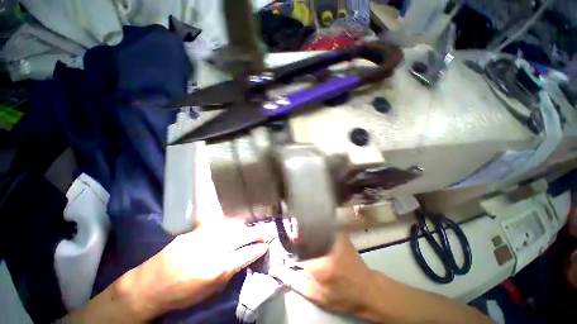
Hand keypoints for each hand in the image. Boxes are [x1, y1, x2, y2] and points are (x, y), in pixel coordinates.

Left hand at [116, 219, 268, 319]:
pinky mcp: (193, 232)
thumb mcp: (209, 291)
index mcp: (217, 269)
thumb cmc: (182, 295)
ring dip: (242, 227)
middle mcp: (212, 250)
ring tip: (248, 227)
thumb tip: (243, 259)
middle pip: (240, 237)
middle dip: (256, 233)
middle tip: (265, 229)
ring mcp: (202, 238)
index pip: (245, 255)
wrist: (150, 285)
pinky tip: (230, 223)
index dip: (257, 249)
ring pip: (230, 227)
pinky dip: (225, 224)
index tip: (265, 245)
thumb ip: (229, 273)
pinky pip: (215, 224)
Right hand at [268, 233, 375, 315]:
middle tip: (290, 231)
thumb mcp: (314, 294)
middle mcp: (324, 245)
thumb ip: (293, 281)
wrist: (366, 289)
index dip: (287, 240)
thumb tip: (275, 270)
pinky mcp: (340, 233)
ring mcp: (334, 236)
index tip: (283, 238)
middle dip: (295, 230)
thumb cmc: (340, 295)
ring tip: (299, 228)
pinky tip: (312, 228)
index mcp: (316, 262)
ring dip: (305, 226)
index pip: (294, 243)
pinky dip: (315, 225)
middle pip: (303, 230)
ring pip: (312, 225)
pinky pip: (322, 224)